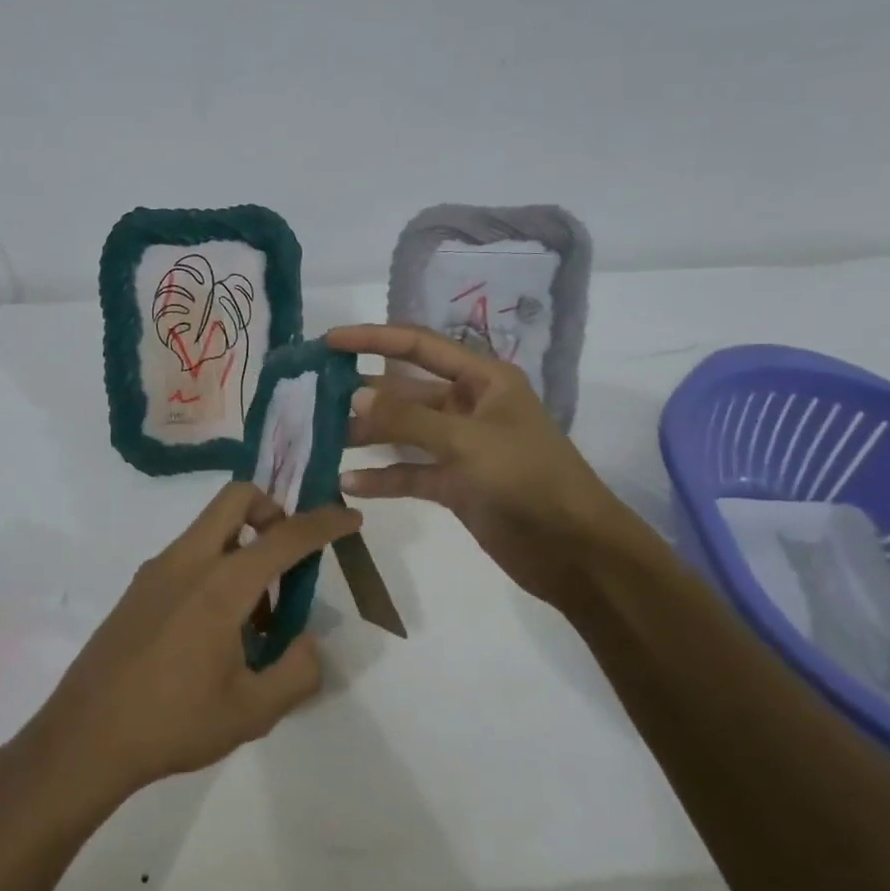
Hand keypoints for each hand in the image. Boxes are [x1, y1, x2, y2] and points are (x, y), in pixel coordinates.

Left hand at [28, 484, 360, 806]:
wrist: (84, 738)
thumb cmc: (173, 723)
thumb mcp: (253, 712)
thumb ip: (297, 672)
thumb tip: (306, 641)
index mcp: (221, 585)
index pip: (285, 536)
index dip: (324, 523)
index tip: (350, 517)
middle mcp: (188, 561)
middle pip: (237, 498)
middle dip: (273, 510)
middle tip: (290, 556)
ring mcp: (157, 570)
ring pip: (211, 527)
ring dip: (244, 547)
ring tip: (256, 619)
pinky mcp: (139, 587)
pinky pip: (190, 555)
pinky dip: (217, 567)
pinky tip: (217, 631)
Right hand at [327, 323, 650, 605]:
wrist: (575, 551)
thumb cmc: (529, 480)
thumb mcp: (468, 442)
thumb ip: (409, 420)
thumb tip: (355, 394)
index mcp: (483, 380)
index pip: (419, 347)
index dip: (374, 339)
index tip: (329, 341)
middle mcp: (470, 406)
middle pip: (407, 391)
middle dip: (364, 392)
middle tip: (314, 396)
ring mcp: (462, 447)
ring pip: (404, 433)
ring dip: (368, 435)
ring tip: (323, 438)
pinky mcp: (456, 484)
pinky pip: (411, 473)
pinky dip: (383, 477)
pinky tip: (348, 483)